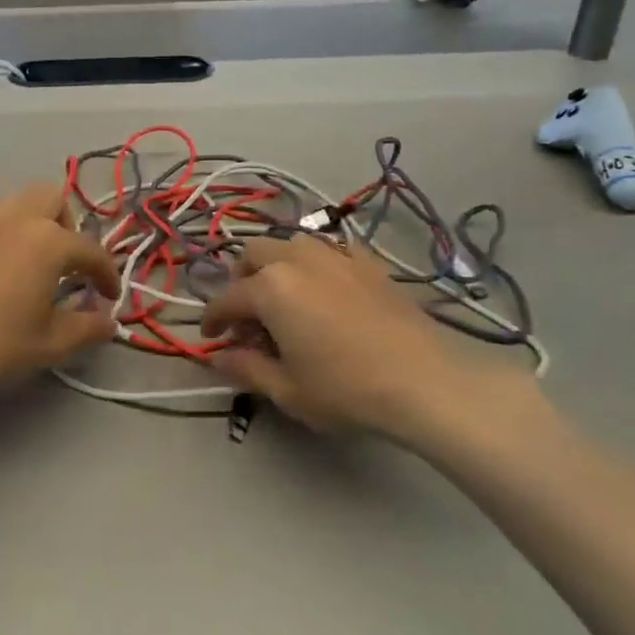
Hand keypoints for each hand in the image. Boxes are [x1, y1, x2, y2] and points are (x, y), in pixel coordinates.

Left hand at [0, 183, 119, 407]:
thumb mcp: (52, 343)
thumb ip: (88, 327)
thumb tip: (108, 321)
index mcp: (49, 241)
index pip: (91, 251)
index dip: (107, 275)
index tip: (109, 298)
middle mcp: (17, 219)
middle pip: (53, 198)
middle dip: (67, 225)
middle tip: (67, 263)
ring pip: (16, 199)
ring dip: (32, 219)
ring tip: (31, 255)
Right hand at [202, 237, 536, 443]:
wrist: (424, 381)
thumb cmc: (345, 389)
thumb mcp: (286, 390)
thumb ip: (246, 369)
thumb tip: (220, 357)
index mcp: (270, 287)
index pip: (227, 298)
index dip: (212, 318)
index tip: (210, 337)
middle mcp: (297, 259)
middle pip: (254, 255)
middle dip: (241, 280)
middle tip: (247, 313)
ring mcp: (335, 254)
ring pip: (291, 244)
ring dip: (276, 265)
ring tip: (284, 296)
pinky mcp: (367, 262)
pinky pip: (330, 250)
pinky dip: (315, 264)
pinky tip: (325, 289)